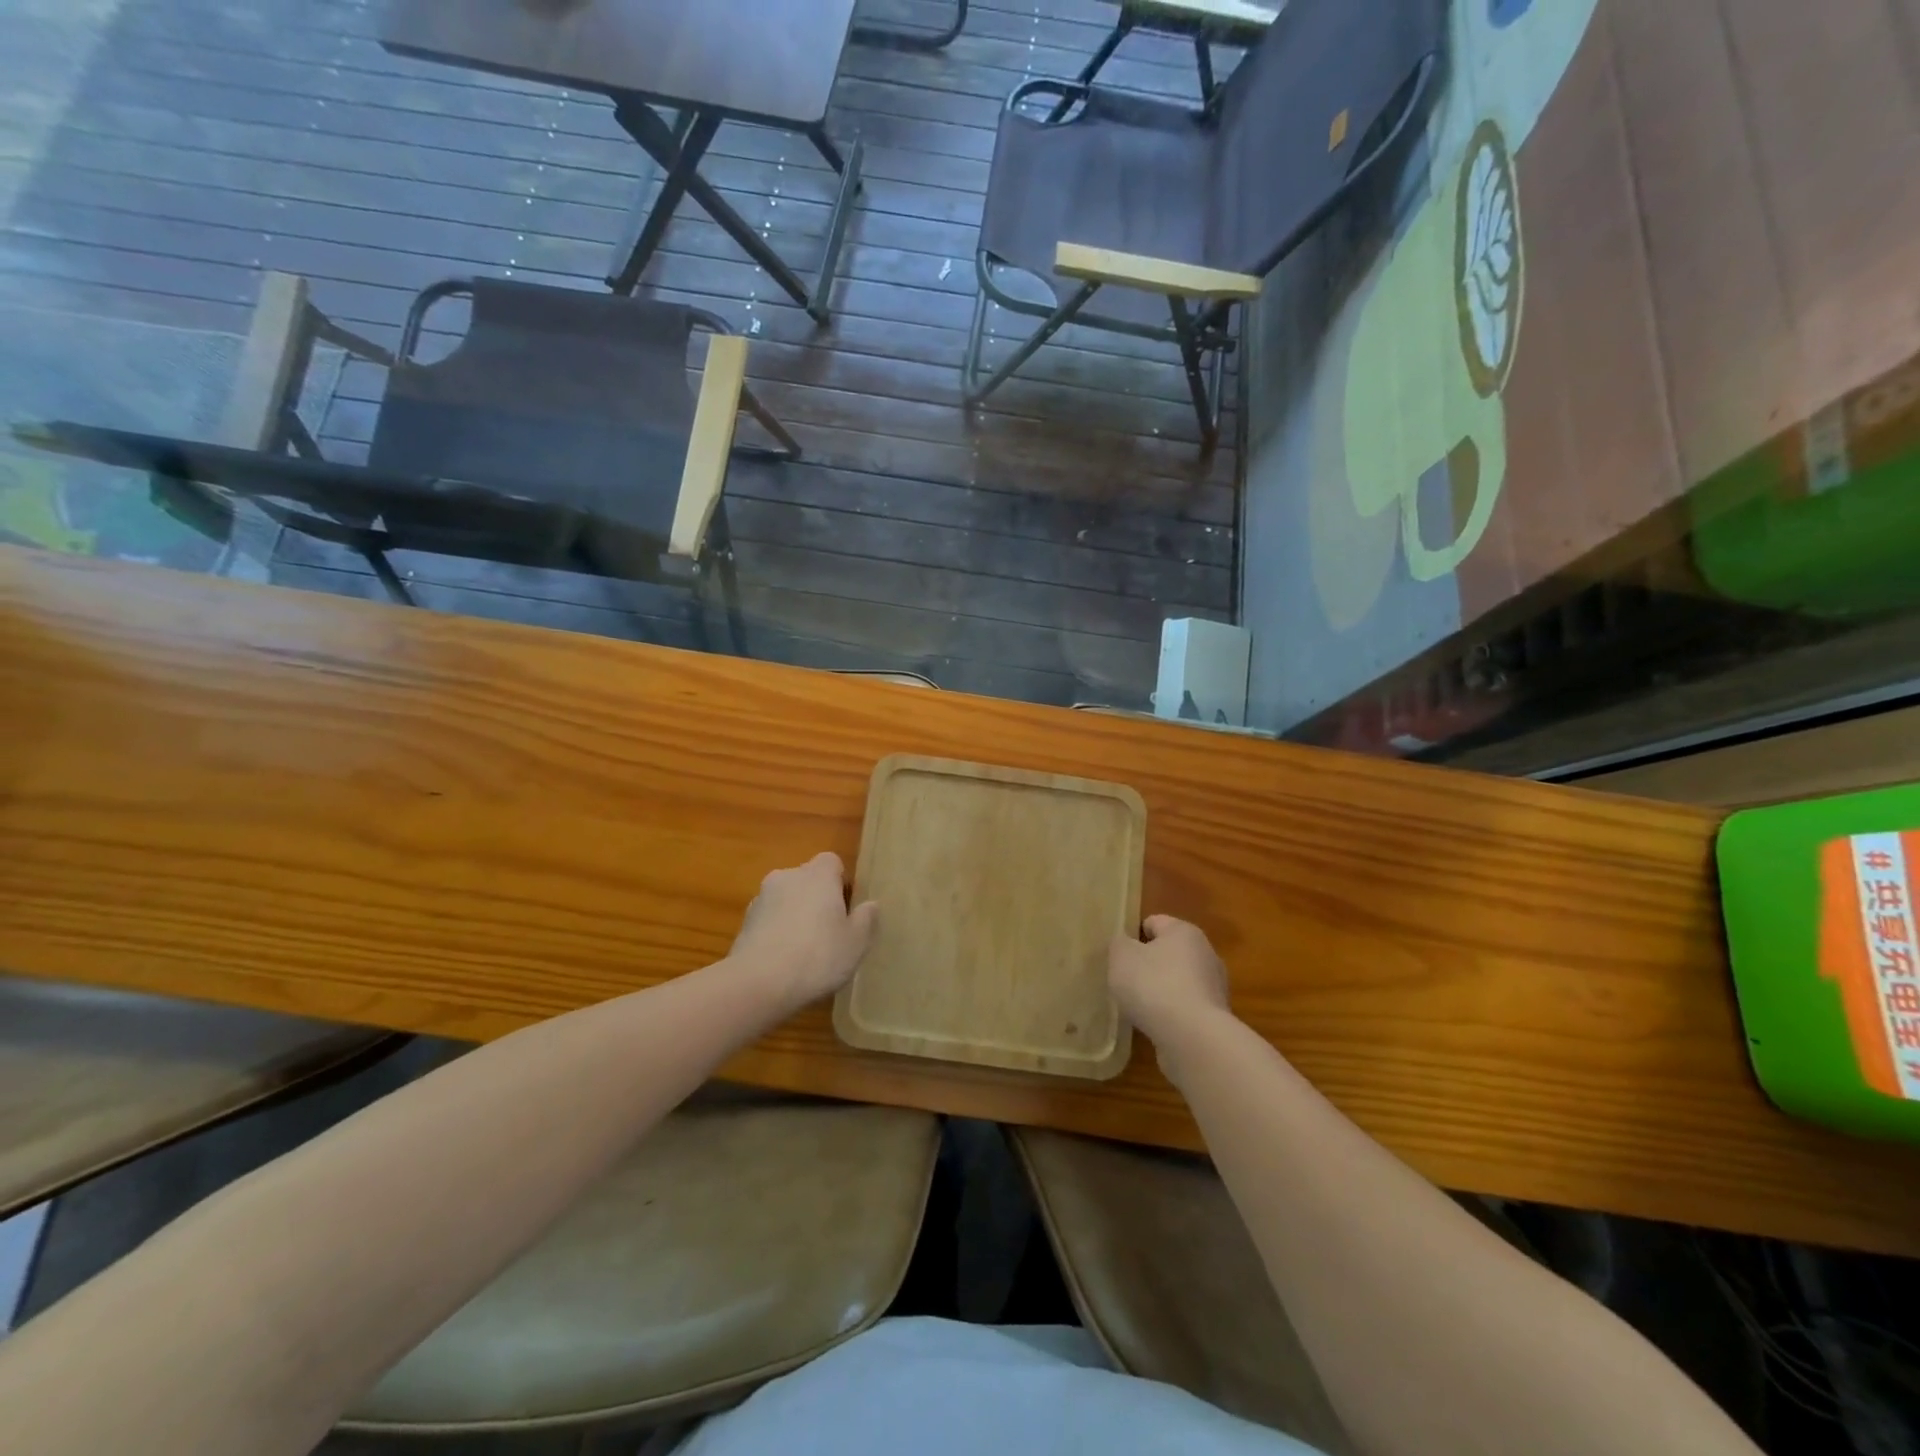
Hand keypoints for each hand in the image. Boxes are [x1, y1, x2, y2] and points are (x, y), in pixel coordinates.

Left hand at [729, 852, 878, 1009]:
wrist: (758, 983)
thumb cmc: (818, 956)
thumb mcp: (856, 942)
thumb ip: (866, 919)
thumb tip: (870, 904)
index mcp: (818, 875)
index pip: (832, 862)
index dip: (840, 882)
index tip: (846, 909)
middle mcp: (787, 877)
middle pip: (807, 879)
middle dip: (817, 898)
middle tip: (829, 931)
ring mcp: (761, 898)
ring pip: (786, 899)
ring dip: (794, 914)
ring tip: (804, 950)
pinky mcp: (744, 922)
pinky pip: (768, 919)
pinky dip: (776, 931)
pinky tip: (783, 960)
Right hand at [1109, 915, 1233, 1056]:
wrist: (1192, 1038)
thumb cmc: (1154, 985)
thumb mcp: (1122, 956)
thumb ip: (1119, 944)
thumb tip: (1126, 944)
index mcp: (1184, 931)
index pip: (1153, 922)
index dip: (1132, 935)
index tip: (1117, 955)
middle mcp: (1205, 954)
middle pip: (1168, 952)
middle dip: (1147, 964)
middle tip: (1124, 980)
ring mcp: (1213, 988)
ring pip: (1177, 981)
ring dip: (1159, 991)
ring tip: (1137, 1006)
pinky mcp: (1214, 1017)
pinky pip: (1184, 1008)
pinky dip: (1170, 1013)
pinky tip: (1154, 1025)